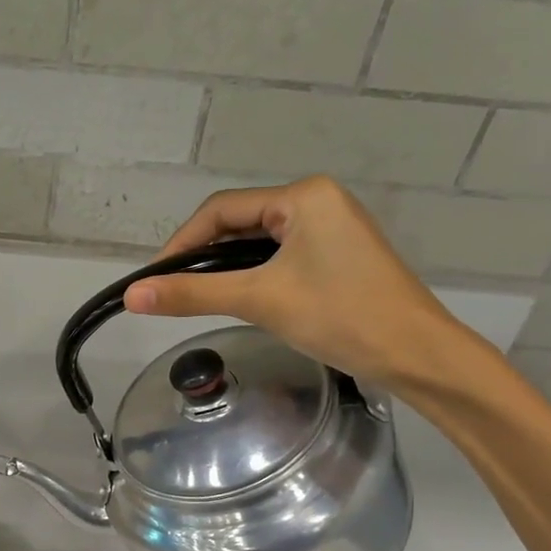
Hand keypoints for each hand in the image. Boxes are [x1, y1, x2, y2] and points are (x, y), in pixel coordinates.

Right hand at [123, 176, 469, 388]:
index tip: (151, 279)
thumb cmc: (340, 316)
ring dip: (226, 268)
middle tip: (171, 292)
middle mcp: (317, 201)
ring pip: (259, 242)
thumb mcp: (260, 300)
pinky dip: (253, 275)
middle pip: (239, 222)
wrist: (417, 355)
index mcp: (302, 196)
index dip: (180, 242)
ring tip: (197, 298)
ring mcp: (331, 228)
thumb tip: (133, 294)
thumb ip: (194, 294)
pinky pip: (280, 256)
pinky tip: (240, 298)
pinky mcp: (338, 255)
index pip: (221, 210)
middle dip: (202, 255)